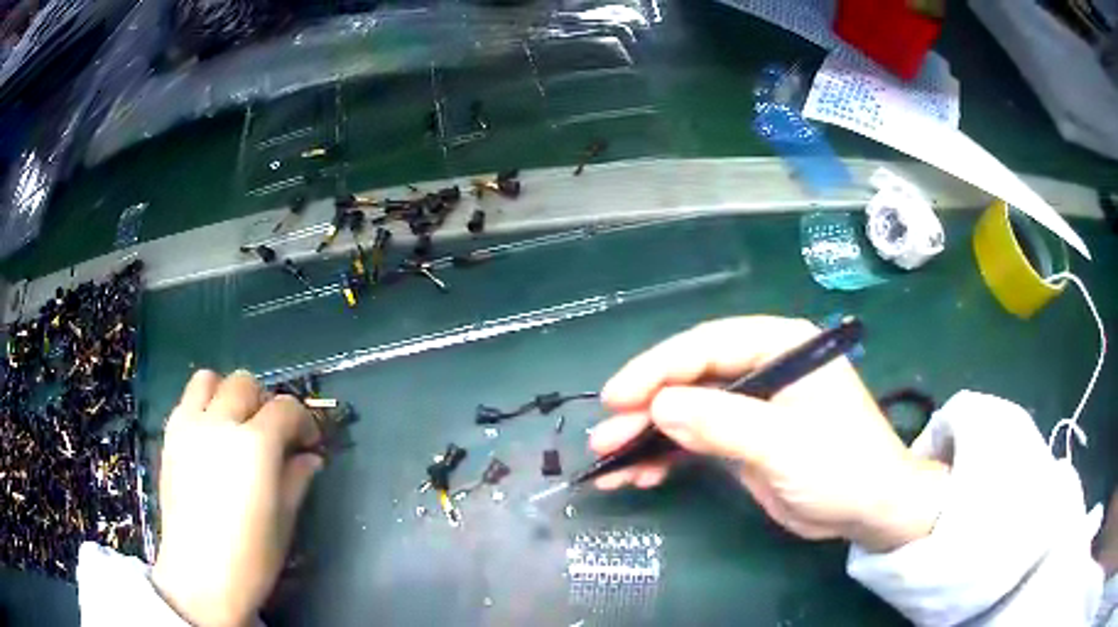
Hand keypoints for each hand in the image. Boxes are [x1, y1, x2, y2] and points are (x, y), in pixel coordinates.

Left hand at [151, 370, 322, 626]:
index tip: (308, 443)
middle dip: (264, 403)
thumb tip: (309, 457)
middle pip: (245, 383)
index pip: (286, 408)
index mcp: (255, 445)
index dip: (303, 421)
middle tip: (271, 435)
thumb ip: (297, 478)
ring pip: (209, 379)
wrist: (200, 577)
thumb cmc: (251, 557)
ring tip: (235, 425)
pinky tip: (209, 439)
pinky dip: (203, 407)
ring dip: (227, 394)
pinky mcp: (170, 436)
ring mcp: (188, 426)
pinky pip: (187, 401)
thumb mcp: (284, 520)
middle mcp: (219, 422)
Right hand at [590, 316, 947, 552]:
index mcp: (781, 346)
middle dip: (644, 409)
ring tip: (609, 464)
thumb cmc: (841, 466)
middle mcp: (762, 368)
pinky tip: (639, 475)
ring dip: (646, 437)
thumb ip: (723, 422)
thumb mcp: (784, 444)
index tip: (616, 398)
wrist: (869, 510)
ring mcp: (750, 406)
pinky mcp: (742, 440)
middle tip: (603, 439)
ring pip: (685, 412)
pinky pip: (694, 441)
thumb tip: (659, 406)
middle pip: (690, 379)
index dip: (658, 369)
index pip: (708, 345)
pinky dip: (665, 457)